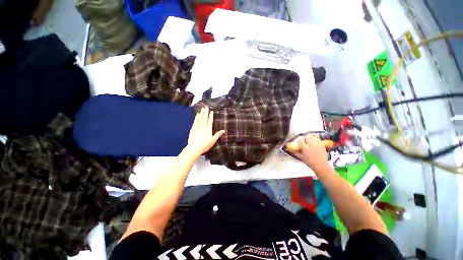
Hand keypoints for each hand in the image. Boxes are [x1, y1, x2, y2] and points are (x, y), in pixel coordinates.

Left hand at [185, 107, 224, 157]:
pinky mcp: (193, 129)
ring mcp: (197, 127)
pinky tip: (197, 115)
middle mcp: (202, 126)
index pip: (210, 121)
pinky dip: (196, 118)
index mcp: (208, 129)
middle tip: (206, 107)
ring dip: (201, 113)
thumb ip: (218, 134)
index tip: (211, 111)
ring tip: (202, 109)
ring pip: (200, 118)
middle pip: (204, 118)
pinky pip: (195, 121)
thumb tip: (224, 130)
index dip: (211, 116)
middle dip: (205, 112)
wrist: (194, 148)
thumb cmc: (205, 145)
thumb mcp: (213, 140)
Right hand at [295, 135, 329, 171]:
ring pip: (313, 137)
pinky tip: (314, 143)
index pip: (301, 140)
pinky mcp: (322, 145)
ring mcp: (317, 144)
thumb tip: (292, 150)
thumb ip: (296, 152)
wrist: (321, 165)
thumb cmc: (310, 162)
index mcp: (305, 147)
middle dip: (305, 138)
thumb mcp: (301, 157)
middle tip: (304, 140)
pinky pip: (318, 140)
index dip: (300, 141)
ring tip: (309, 141)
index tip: (300, 142)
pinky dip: (315, 140)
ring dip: (310, 138)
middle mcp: (311, 144)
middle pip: (307, 136)